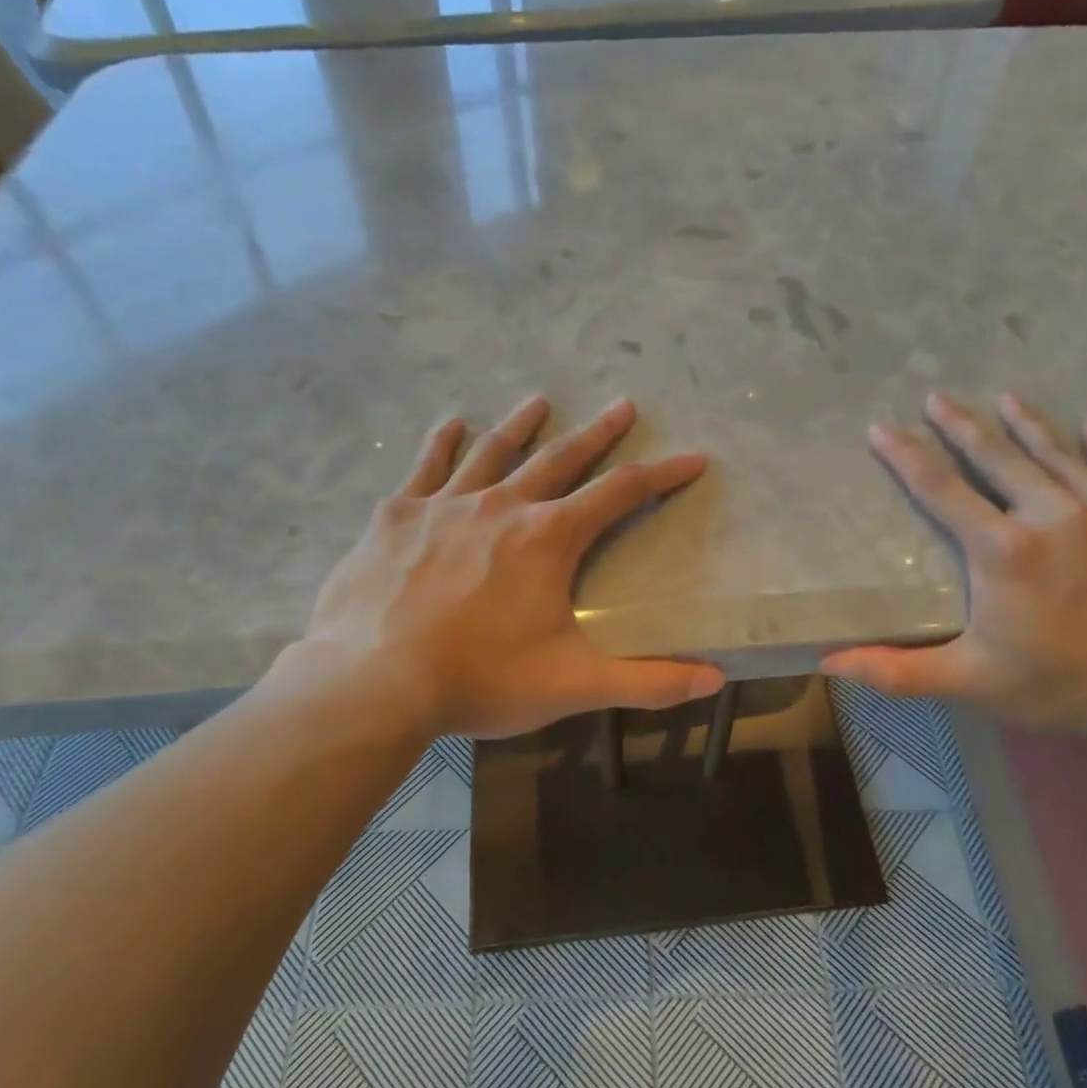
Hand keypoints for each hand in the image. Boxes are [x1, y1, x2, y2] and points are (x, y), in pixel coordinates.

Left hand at [275, 395, 722, 739]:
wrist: (372, 682)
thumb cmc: (479, 680)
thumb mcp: (572, 686)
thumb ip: (646, 682)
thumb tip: (714, 681)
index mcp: (548, 539)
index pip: (621, 494)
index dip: (662, 474)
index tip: (692, 457)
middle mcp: (502, 506)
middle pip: (560, 458)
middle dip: (597, 433)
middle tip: (622, 405)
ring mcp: (445, 505)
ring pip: (493, 452)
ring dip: (521, 425)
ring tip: (540, 401)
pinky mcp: (396, 516)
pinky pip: (425, 467)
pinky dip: (440, 443)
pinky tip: (449, 424)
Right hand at [821, 391, 1086, 738]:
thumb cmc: (1060, 686)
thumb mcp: (969, 682)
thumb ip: (896, 670)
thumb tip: (828, 663)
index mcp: (1004, 550)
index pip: (941, 490)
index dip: (906, 456)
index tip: (882, 428)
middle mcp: (1056, 514)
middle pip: (998, 457)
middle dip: (961, 425)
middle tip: (937, 397)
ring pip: (1060, 455)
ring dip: (1027, 426)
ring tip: (1005, 399)